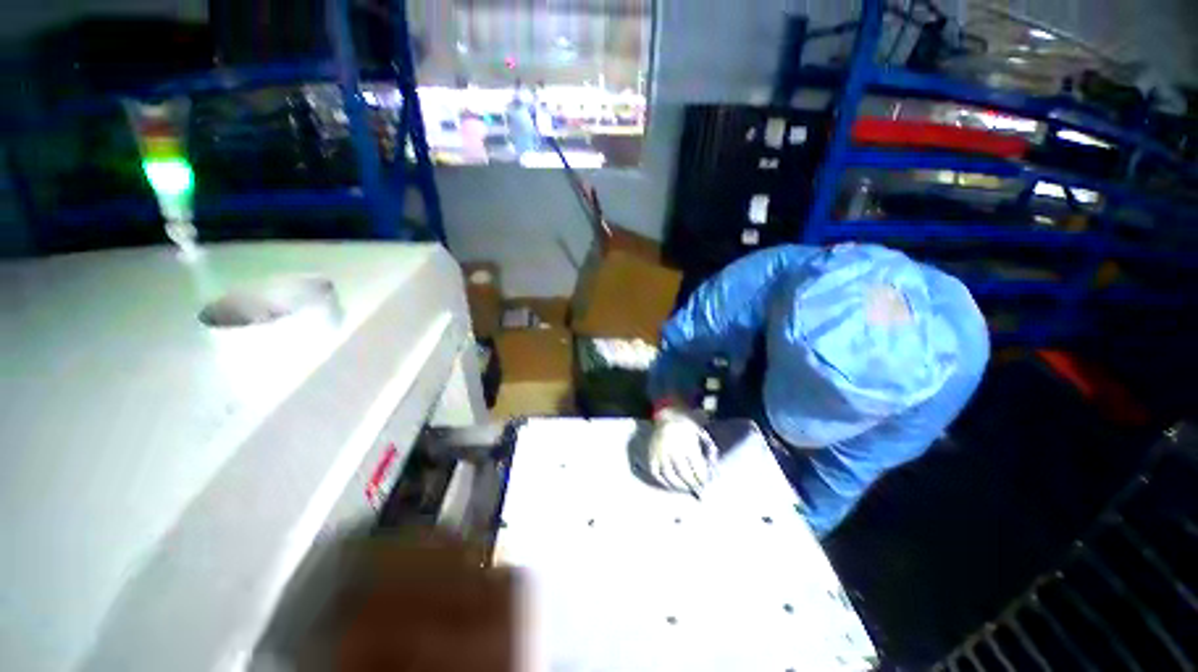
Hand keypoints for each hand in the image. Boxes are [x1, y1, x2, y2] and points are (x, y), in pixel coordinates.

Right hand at [648, 407, 718, 495]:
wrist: (667, 415)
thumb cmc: (687, 425)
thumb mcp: (700, 432)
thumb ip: (708, 449)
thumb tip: (714, 470)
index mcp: (685, 440)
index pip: (696, 466)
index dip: (702, 477)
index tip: (707, 482)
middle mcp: (671, 447)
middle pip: (683, 473)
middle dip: (692, 483)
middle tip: (698, 489)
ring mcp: (659, 452)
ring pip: (669, 475)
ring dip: (679, 486)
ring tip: (686, 489)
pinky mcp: (651, 454)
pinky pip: (656, 472)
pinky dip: (663, 481)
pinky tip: (672, 485)